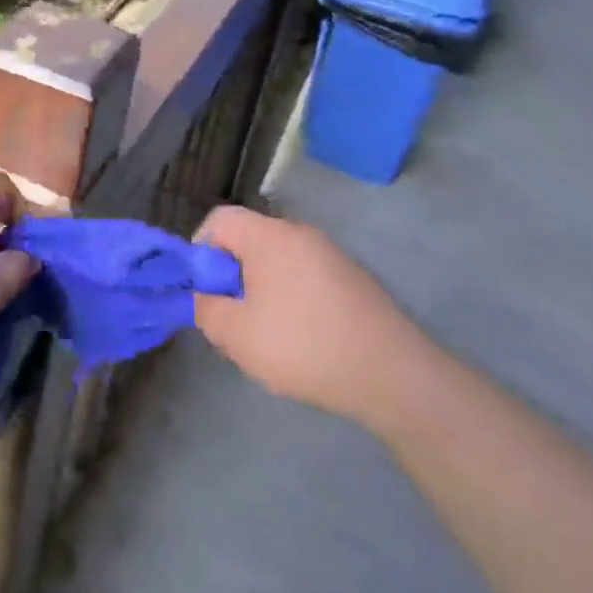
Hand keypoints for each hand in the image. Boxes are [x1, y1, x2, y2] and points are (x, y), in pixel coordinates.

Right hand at [192, 205, 411, 417]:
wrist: (392, 374)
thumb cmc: (303, 346)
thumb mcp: (236, 335)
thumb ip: (206, 309)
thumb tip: (204, 296)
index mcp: (270, 237)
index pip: (220, 219)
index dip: (200, 248)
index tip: (203, 289)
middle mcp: (301, 234)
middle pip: (250, 239)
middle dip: (231, 273)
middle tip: (231, 315)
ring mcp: (332, 254)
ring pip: (279, 260)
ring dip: (262, 288)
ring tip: (266, 332)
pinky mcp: (353, 278)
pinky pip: (306, 275)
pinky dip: (293, 297)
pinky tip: (303, 338)